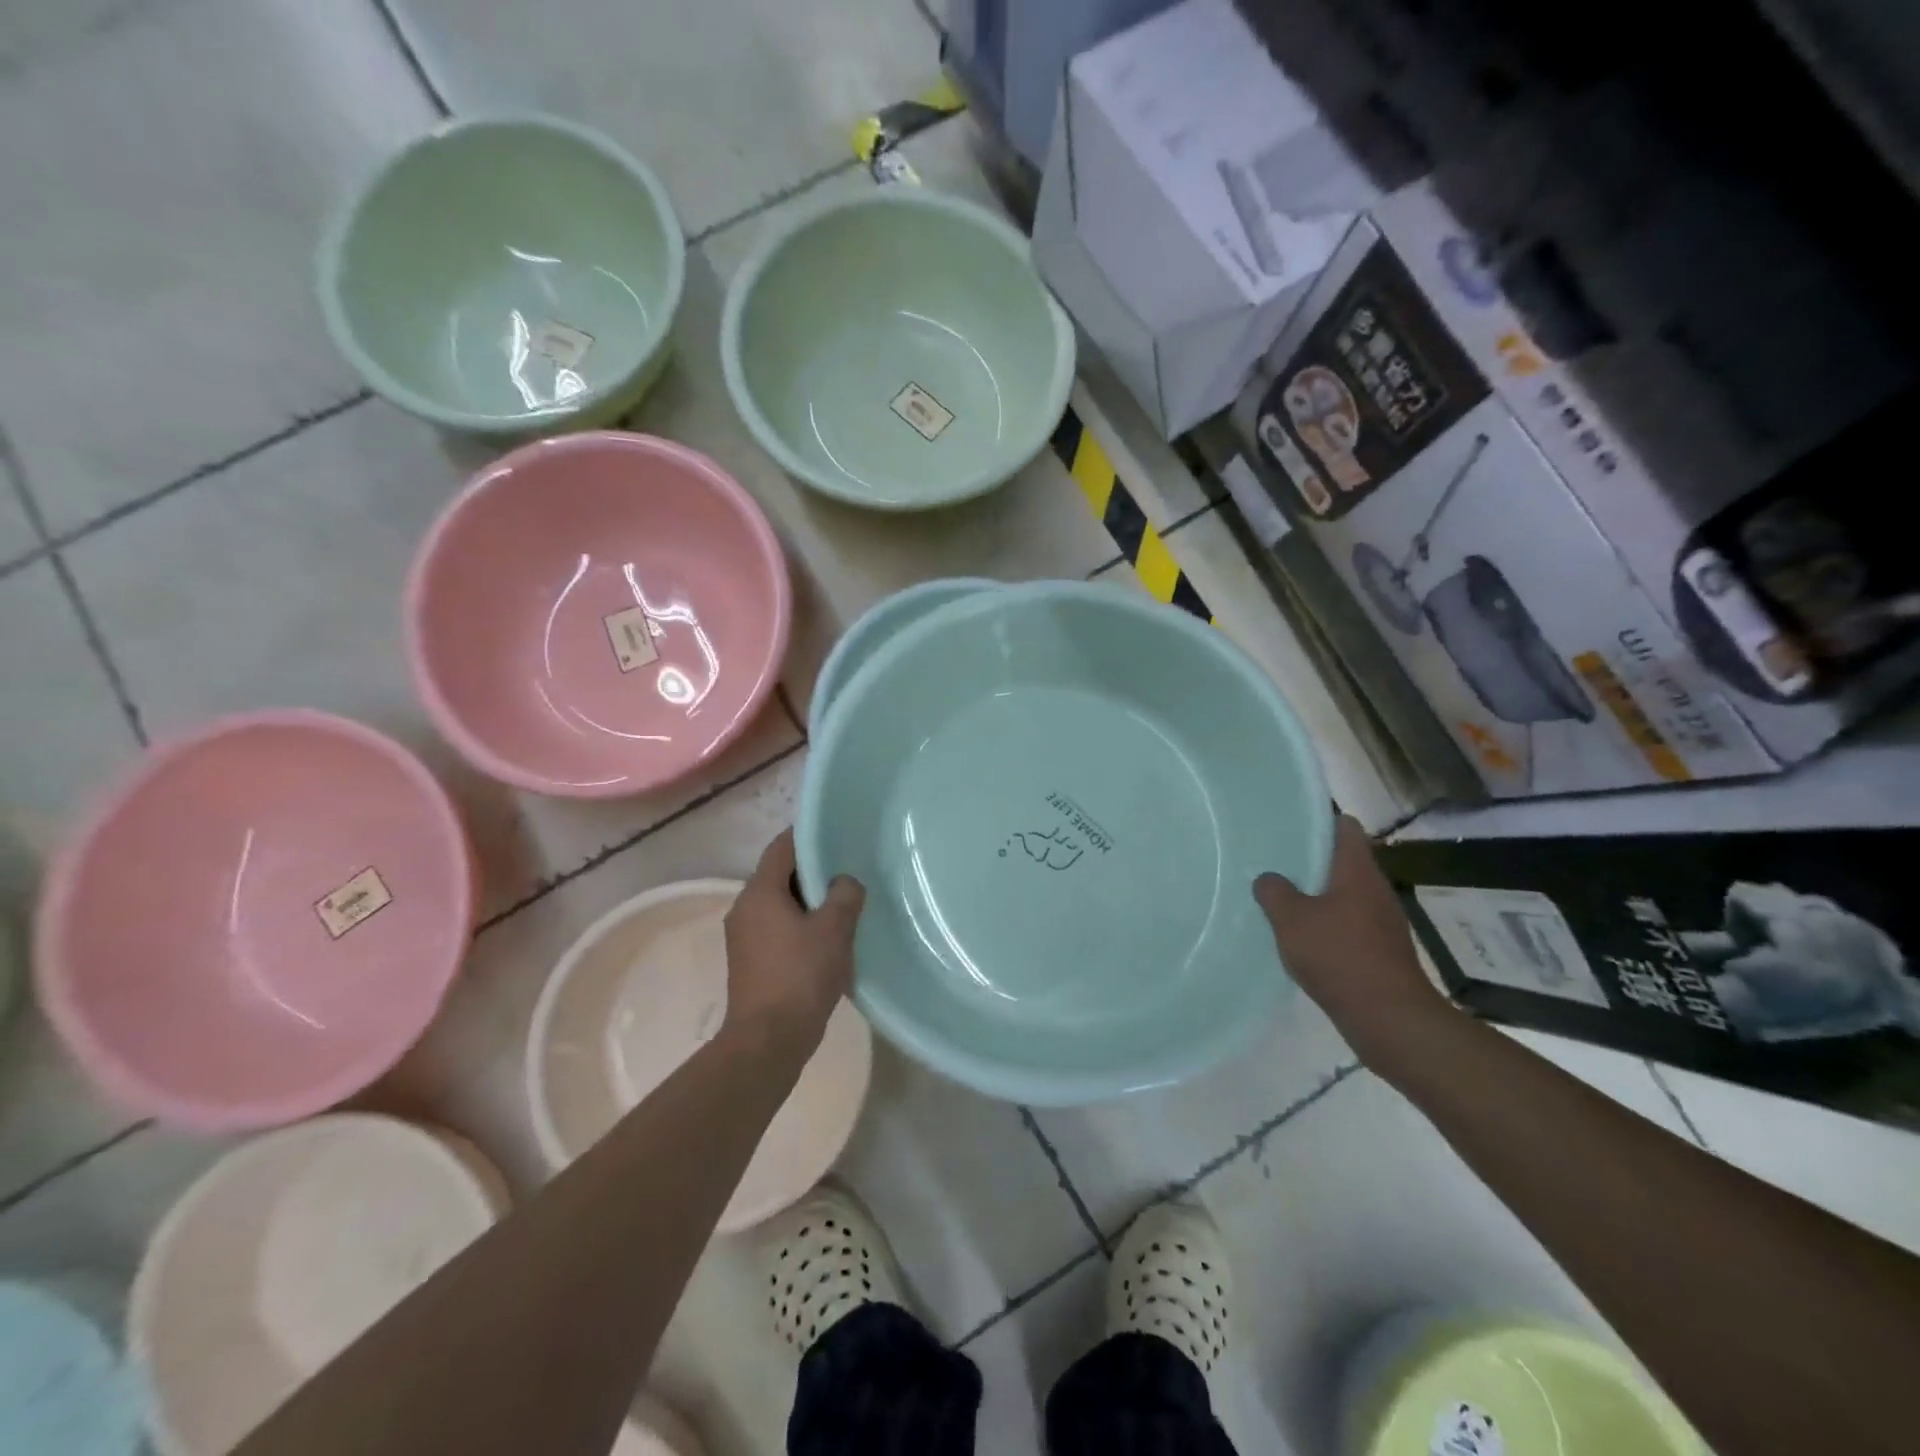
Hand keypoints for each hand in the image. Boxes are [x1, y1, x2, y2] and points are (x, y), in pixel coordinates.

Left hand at [723, 829, 864, 1045]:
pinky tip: (828, 938)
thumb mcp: (834, 929)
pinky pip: (778, 928)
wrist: (768, 1041)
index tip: (837, 833)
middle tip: (848, 869)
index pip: (782, 847)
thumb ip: (844, 895)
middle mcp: (745, 908)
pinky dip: (801, 924)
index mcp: (759, 893)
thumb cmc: (800, 976)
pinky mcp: (751, 961)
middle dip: (813, 871)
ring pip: (780, 904)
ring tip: (844, 903)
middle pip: (780, 875)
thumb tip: (844, 882)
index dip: (808, 836)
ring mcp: (744, 937)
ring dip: (809, 901)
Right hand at [1254, 815, 1455, 1071]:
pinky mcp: (1381, 950)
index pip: (1346, 827)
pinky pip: (1349, 923)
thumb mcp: (1291, 920)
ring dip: (1317, 895)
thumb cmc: (1339, 956)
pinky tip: (1302, 938)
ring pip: (1345, 894)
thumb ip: (1274, 892)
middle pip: (1344, 861)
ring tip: (1281, 899)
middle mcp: (1375, 889)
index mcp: (1358, 871)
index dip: (1321, 820)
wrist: (1390, 1019)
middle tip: (1275, 861)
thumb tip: (1269, 879)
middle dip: (1312, 860)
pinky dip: (1327, 923)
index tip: (1290, 824)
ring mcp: (1382, 921)